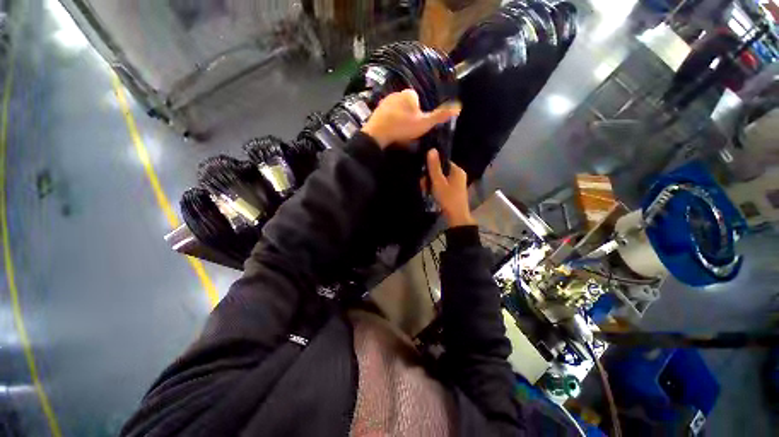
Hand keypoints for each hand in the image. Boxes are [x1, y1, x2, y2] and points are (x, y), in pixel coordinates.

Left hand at [361, 89, 460, 148]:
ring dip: (400, 119)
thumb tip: (459, 107)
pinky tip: (390, 131)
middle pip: (408, 105)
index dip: (420, 114)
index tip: (416, 126)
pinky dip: (390, 121)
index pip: (419, 100)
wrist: (378, 134)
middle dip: (409, 116)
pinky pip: (387, 115)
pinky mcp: (376, 110)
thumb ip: (440, 116)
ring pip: (398, 110)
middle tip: (408, 131)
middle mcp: (397, 93)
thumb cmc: (403, 127)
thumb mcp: (424, 123)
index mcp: (409, 94)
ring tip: (399, 132)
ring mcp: (385, 101)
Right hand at [426, 149, 474, 227]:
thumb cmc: (448, 198)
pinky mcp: (453, 191)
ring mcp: (456, 184)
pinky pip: (442, 185)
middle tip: (423, 186)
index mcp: (457, 170)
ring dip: (431, 184)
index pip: (443, 161)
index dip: (432, 166)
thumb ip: (434, 167)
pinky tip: (429, 194)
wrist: (456, 217)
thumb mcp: (438, 182)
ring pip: (440, 179)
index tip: (424, 173)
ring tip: (425, 191)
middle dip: (430, 177)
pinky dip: (435, 189)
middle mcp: (458, 175)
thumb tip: (431, 149)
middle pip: (440, 171)